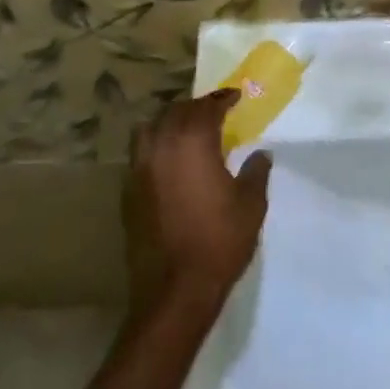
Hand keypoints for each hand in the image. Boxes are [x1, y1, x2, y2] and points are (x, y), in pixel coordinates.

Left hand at [124, 90, 271, 319]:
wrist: (174, 291)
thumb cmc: (219, 242)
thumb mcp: (251, 206)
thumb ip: (256, 172)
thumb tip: (261, 153)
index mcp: (193, 141)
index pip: (207, 106)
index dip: (223, 99)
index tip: (236, 97)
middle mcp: (162, 144)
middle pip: (177, 111)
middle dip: (197, 107)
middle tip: (215, 113)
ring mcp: (140, 167)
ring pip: (152, 127)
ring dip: (170, 121)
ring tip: (187, 130)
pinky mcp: (128, 190)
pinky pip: (141, 152)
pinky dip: (156, 145)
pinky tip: (169, 160)